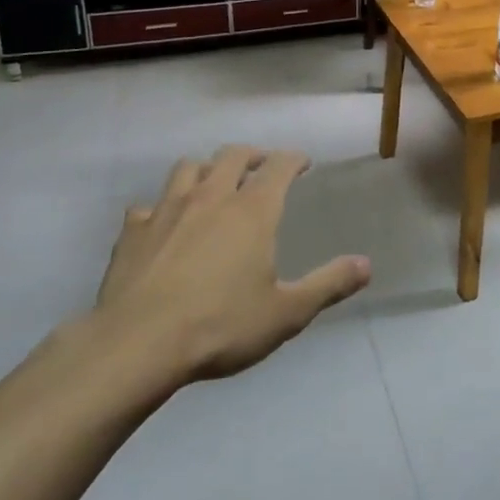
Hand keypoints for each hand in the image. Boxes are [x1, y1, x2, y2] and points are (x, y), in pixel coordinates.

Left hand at [88, 146, 370, 385]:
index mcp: (253, 210)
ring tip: (212, 183)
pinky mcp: (133, 231)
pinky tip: (161, 225)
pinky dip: (158, 208)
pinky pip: (146, 206)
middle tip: (261, 165)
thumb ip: (328, 285)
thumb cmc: (221, 326)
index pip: (279, 165)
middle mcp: (211, 196)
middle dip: (252, 155)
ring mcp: (167, 209)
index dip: (294, 159)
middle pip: (233, 155)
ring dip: (205, 169)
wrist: (137, 345)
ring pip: (188, 168)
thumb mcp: (286, 313)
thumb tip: (367, 265)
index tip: (303, 162)